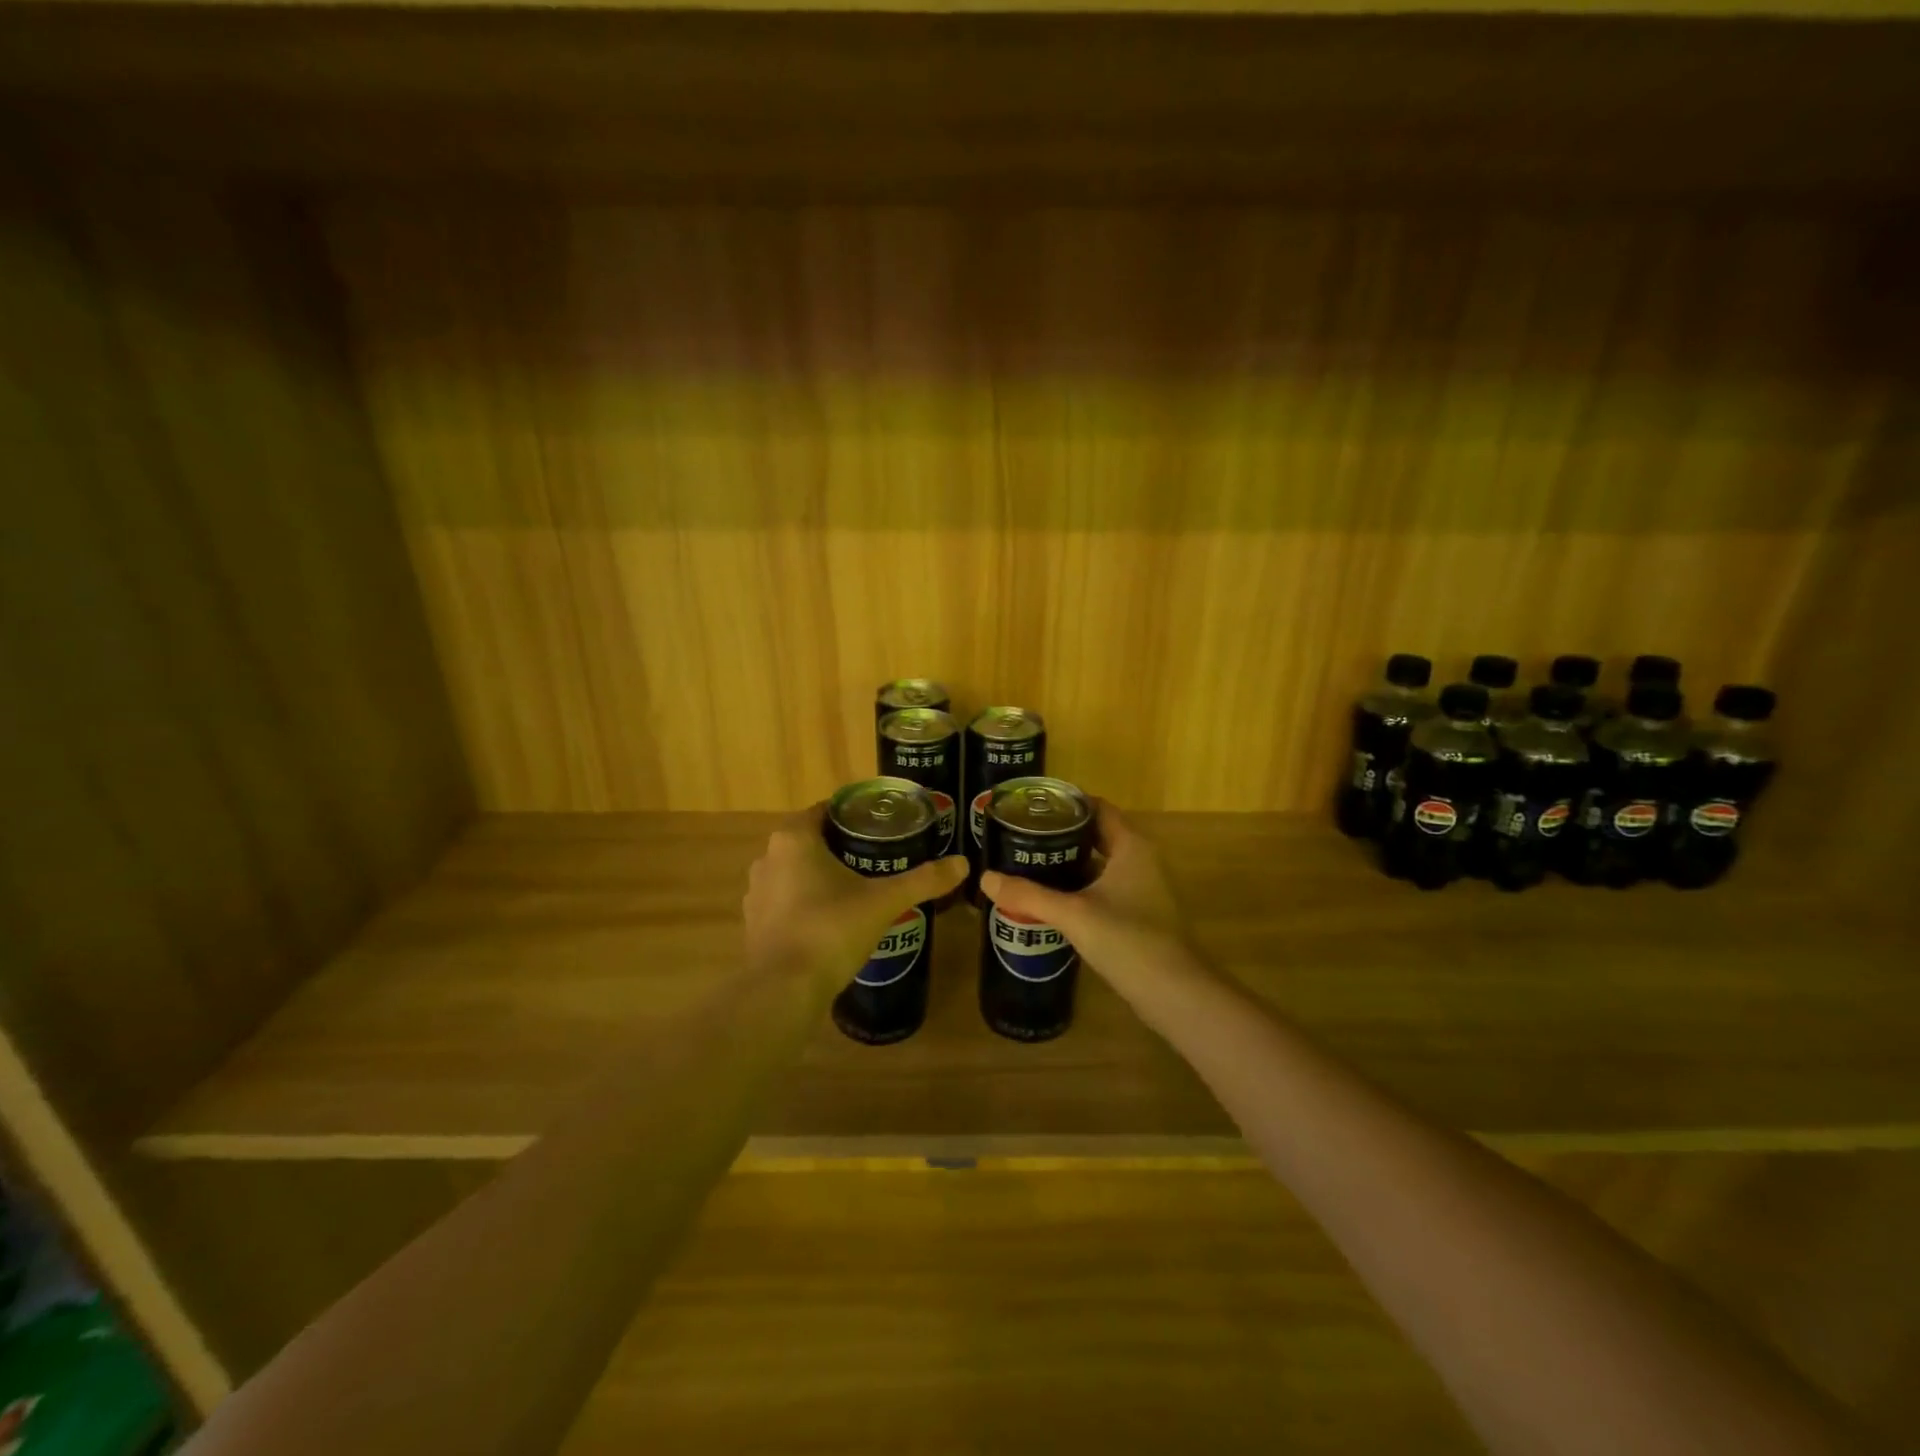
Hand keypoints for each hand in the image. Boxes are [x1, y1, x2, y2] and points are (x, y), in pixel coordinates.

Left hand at [743, 805, 967, 991]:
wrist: (783, 991)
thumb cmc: (831, 930)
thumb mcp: (884, 902)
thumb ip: (923, 880)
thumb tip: (963, 863)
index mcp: (794, 838)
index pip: (826, 810)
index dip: (854, 815)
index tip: (882, 826)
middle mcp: (768, 858)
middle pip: (811, 840)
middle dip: (842, 846)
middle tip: (879, 857)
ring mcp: (756, 892)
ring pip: (796, 871)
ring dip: (821, 875)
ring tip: (859, 888)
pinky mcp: (753, 923)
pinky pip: (785, 900)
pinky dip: (806, 902)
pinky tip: (832, 919)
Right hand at [979, 801, 1188, 985]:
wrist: (1176, 994)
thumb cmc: (1129, 940)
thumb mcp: (1073, 915)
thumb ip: (1028, 896)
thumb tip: (985, 878)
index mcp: (1131, 847)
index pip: (1098, 808)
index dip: (1067, 803)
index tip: (1032, 808)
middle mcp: (1141, 860)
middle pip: (1097, 834)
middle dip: (1061, 834)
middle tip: (1022, 836)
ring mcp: (1143, 889)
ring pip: (1100, 864)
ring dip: (1069, 862)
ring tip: (1029, 864)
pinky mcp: (1140, 915)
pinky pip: (1104, 889)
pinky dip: (1080, 888)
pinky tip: (1052, 900)